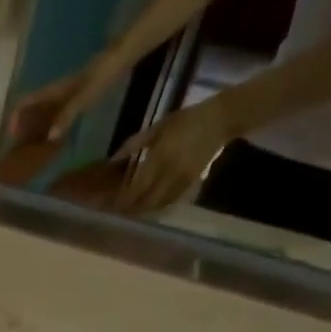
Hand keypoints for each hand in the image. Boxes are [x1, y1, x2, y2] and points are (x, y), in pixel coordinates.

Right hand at [6, 52, 130, 143]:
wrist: (125, 54)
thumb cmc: (103, 73)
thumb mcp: (84, 95)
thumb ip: (67, 115)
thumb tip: (50, 137)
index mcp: (54, 89)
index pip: (27, 101)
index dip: (16, 117)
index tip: (11, 136)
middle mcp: (57, 91)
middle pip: (34, 108)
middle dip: (25, 126)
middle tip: (22, 147)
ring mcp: (68, 93)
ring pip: (46, 111)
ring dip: (38, 127)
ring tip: (36, 147)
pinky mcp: (79, 94)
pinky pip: (59, 112)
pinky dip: (53, 124)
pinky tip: (56, 137)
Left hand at [112, 97, 237, 214]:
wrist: (220, 120)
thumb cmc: (185, 121)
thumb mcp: (157, 127)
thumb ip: (133, 144)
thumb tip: (112, 160)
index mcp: (160, 158)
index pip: (137, 189)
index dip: (123, 200)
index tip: (110, 203)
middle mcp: (170, 174)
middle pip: (146, 202)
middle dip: (130, 209)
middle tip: (118, 209)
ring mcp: (182, 181)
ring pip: (158, 205)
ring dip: (142, 211)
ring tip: (130, 209)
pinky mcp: (192, 184)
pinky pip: (171, 201)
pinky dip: (157, 207)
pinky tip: (149, 205)